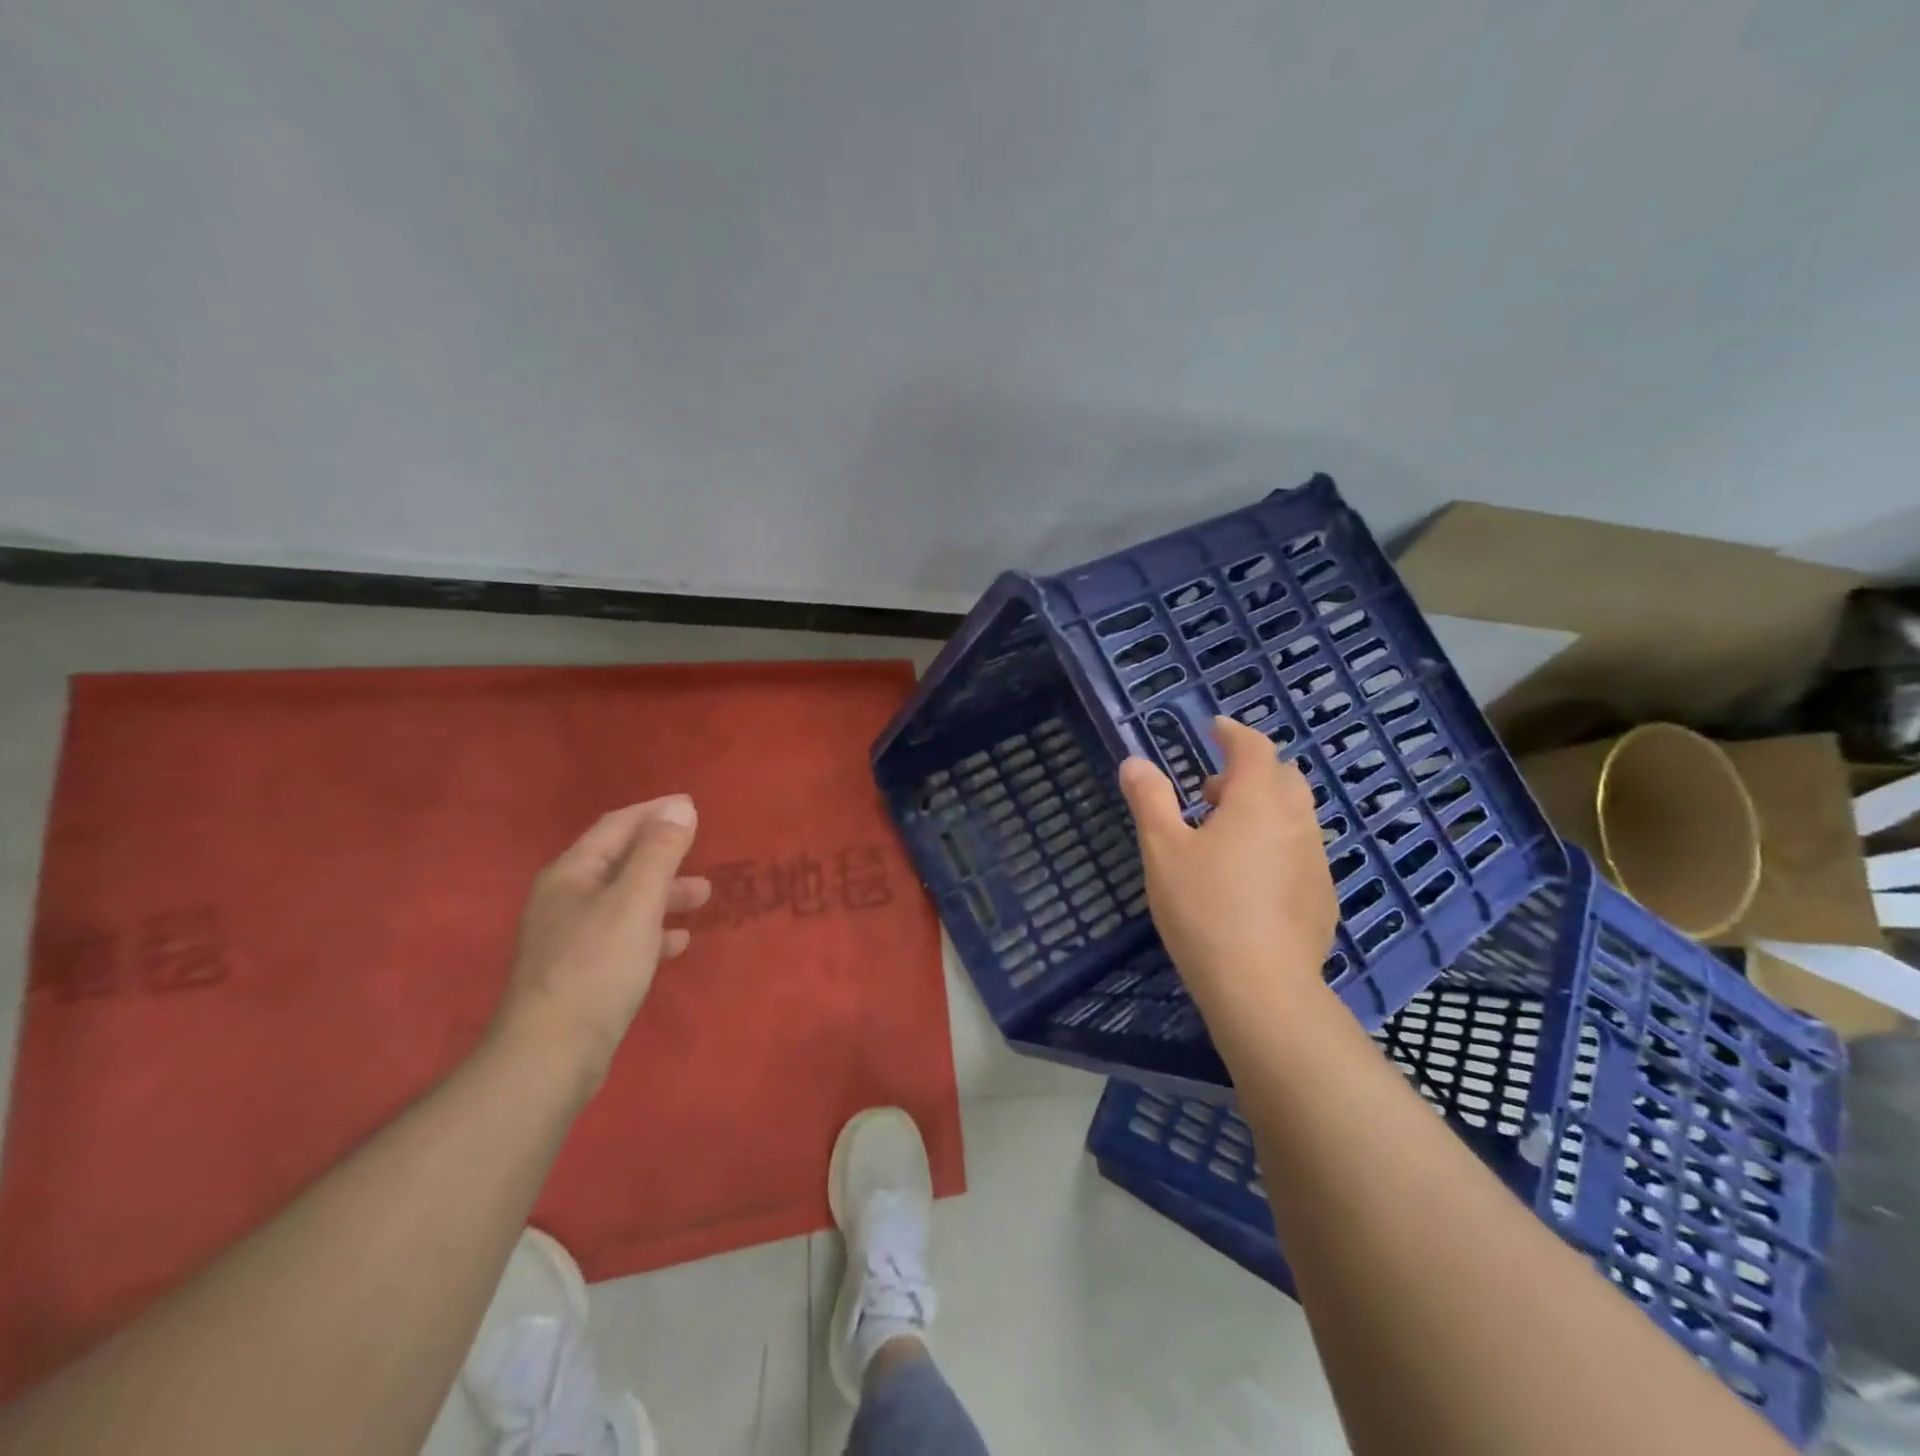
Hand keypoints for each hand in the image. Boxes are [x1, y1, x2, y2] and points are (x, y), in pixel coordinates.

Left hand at [492, 796, 709, 1090]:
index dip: (655, 812)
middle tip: (703, 856)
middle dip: (665, 856)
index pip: (616, 826)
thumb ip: (660, 852)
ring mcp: (570, 938)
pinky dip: (653, 931)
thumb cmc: (596, 967)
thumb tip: (681, 806)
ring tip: (704, 898)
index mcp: (571, 875)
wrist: (550, 1056)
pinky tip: (677, 943)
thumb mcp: (635, 902)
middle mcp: (565, 899)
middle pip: (621, 862)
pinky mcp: (580, 972)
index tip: (692, 806)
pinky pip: (623, 937)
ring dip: (664, 894)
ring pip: (626, 901)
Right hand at [1118, 717, 1337, 1020]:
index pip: (1254, 748)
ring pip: (1295, 815)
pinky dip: (1276, 844)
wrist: (1261, 987)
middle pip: (1283, 777)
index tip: (1214, 728)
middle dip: (1249, 771)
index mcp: (1259, 801)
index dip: (1233, 732)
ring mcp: (1316, 860)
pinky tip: (1249, 879)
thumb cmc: (1204, 908)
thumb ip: (1150, 799)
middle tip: (1210, 790)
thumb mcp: (1163, 849)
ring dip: (1263, 808)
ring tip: (1224, 835)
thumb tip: (1134, 761)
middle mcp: (1296, 822)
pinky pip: (1300, 851)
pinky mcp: (1322, 897)